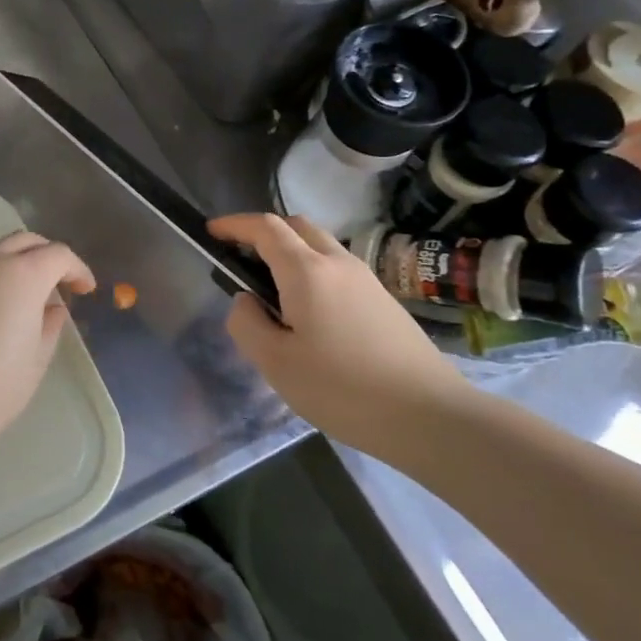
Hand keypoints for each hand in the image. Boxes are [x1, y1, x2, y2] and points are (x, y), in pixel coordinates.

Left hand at [0, 231, 96, 458]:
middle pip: (24, 241)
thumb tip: (53, 309)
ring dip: (16, 265)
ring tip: (25, 298)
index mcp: (24, 274)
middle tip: (59, 280)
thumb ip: (50, 325)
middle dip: (46, 254)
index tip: (85, 289)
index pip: (58, 254)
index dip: (77, 269)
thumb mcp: (37, 358)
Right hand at [208, 213, 468, 453]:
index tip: (211, 232)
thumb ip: (247, 323)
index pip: (265, 227)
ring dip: (290, 251)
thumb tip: (246, 301)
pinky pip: (337, 269)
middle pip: (296, 226)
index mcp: (307, 271)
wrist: (429, 415)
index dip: (235, 225)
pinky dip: (312, 271)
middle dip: (264, 231)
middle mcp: (338, 263)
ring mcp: (366, 280)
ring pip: (320, 246)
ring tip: (271, 290)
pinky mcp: (383, 301)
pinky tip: (308, 313)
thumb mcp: (275, 362)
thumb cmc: (342, 388)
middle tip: (240, 257)